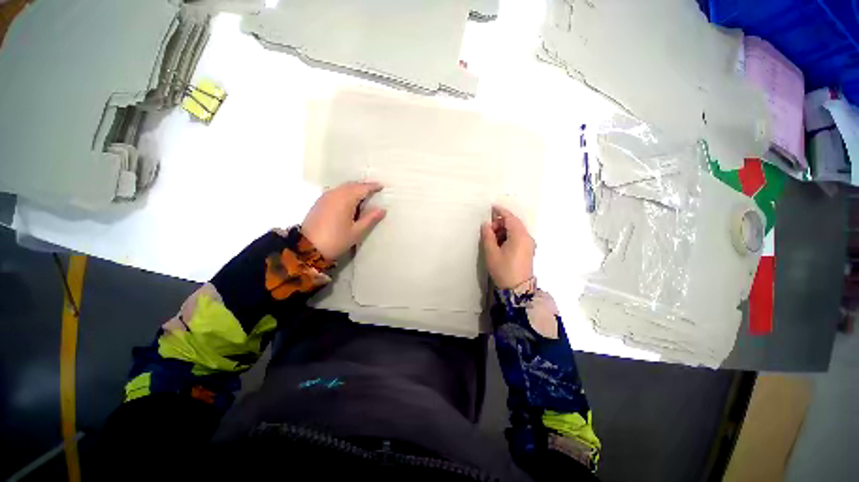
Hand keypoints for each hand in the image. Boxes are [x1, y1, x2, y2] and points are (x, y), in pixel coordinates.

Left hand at [302, 181, 385, 259]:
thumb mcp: (357, 232)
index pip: (362, 188)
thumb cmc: (336, 240)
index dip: (372, 186)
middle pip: (352, 185)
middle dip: (363, 186)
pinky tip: (349, 201)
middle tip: (374, 190)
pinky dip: (345, 192)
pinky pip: (336, 192)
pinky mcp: (319, 202)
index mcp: (345, 199)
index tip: (381, 186)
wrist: (307, 248)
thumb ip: (370, 219)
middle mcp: (335, 193)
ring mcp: (325, 197)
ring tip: (363, 196)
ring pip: (343, 187)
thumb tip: (382, 209)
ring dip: (354, 189)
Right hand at [481, 205, 534, 288]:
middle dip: (501, 223)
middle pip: (514, 223)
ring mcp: (529, 244)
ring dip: (504, 230)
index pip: (510, 218)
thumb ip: (488, 236)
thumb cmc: (503, 270)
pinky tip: (500, 244)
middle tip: (488, 230)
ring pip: (516, 230)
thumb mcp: (492, 253)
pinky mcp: (528, 251)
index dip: (500, 211)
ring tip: (492, 238)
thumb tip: (486, 224)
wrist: (517, 289)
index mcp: (519, 236)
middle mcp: (527, 237)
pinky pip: (518, 237)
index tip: (492, 207)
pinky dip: (509, 236)